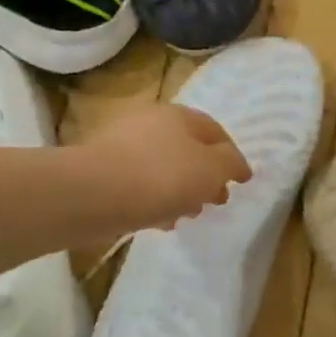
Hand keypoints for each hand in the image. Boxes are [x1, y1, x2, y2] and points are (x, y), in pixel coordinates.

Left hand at [79, 103, 250, 232]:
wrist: (94, 193)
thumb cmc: (162, 176)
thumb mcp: (211, 169)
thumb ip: (229, 164)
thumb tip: (235, 164)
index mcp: (178, 115)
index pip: (214, 130)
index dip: (231, 155)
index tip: (241, 181)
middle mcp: (149, 123)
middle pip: (187, 149)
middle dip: (205, 176)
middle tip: (216, 201)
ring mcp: (122, 146)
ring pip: (163, 168)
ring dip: (180, 190)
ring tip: (188, 215)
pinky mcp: (103, 171)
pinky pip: (139, 185)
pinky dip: (154, 200)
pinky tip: (160, 222)